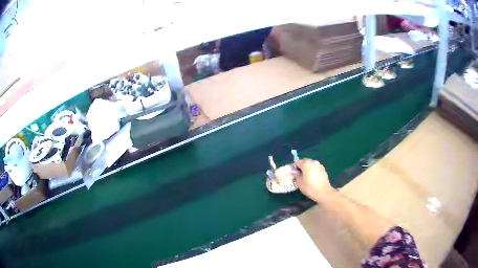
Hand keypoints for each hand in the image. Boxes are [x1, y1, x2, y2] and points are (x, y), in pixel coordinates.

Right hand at [294, 158, 334, 201]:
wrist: (323, 192)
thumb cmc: (309, 187)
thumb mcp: (299, 182)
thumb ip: (296, 175)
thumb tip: (294, 172)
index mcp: (306, 164)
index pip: (297, 162)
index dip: (295, 167)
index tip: (295, 173)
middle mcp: (313, 162)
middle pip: (305, 161)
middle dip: (301, 166)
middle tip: (300, 174)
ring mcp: (319, 165)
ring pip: (311, 163)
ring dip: (308, 167)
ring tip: (307, 176)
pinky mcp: (323, 169)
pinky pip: (316, 167)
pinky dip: (313, 169)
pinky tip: (313, 177)